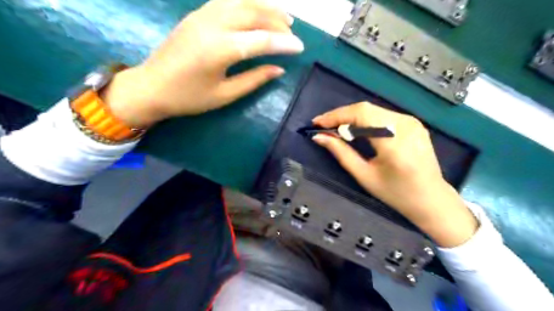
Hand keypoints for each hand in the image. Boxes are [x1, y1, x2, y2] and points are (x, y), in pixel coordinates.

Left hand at [101, 0, 304, 127]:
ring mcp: (202, 15)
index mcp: (220, 49)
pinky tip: (255, 12)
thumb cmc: (189, 97)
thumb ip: (254, 80)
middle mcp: (213, 25)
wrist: (151, 87)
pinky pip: (227, 1)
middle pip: (253, 13)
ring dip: (264, 6)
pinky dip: (246, 4)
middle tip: (292, 30)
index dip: (283, 43)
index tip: (300, 47)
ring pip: (241, 2)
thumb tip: (278, 69)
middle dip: (276, 20)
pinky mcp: (197, 14)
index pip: (261, 40)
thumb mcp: (225, 94)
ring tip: (281, 16)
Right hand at [313, 102, 478, 247]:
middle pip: (366, 109)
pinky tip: (355, 130)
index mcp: (395, 142)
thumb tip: (319, 137)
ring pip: (373, 110)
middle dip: (341, 116)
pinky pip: (382, 115)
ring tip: (336, 130)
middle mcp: (406, 125)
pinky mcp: (413, 123)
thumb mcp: (364, 176)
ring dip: (351, 117)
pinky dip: (364, 120)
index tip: (317, 123)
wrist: (431, 199)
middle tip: (324, 127)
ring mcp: (412, 121)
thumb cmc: (396, 194)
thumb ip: (341, 153)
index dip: (336, 116)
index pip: (361, 115)